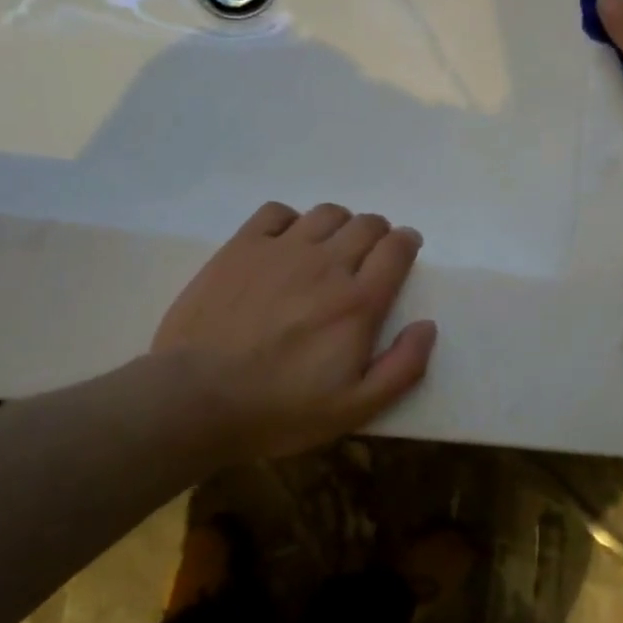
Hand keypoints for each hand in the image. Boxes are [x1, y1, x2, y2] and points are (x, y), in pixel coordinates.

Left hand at [142, 202, 436, 462]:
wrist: (195, 400)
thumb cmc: (280, 410)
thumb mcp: (355, 408)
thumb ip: (402, 367)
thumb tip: (427, 326)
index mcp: (359, 301)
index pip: (397, 249)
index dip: (407, 243)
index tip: (405, 250)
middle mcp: (326, 264)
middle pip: (366, 224)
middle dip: (378, 233)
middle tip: (370, 254)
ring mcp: (281, 251)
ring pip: (327, 213)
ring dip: (340, 224)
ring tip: (331, 247)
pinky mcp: (241, 248)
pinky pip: (277, 212)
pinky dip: (291, 220)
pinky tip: (286, 242)